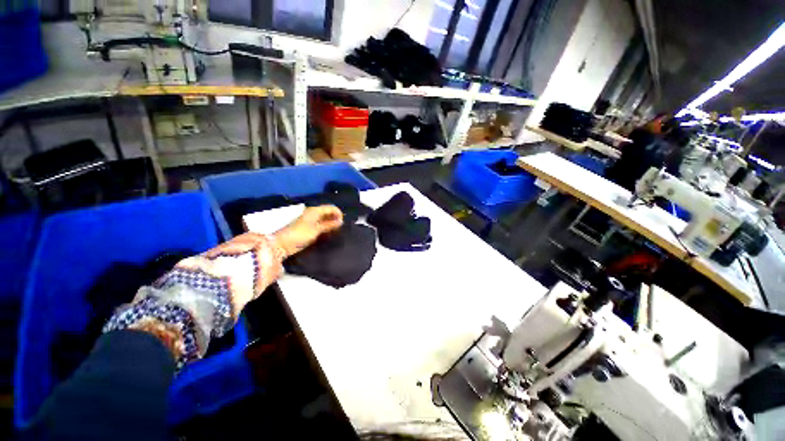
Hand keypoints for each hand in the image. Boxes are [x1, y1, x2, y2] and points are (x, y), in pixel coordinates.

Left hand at [274, 205, 342, 256]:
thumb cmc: (300, 234)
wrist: (283, 244)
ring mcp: (310, 220)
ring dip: (331, 222)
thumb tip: (340, 221)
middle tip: (341, 226)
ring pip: (324, 218)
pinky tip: (329, 232)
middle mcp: (313, 213)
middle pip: (327, 212)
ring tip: (337, 230)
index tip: (343, 223)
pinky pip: (320, 223)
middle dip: (335, 217)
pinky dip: (326, 226)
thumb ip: (329, 225)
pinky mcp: (308, 227)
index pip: (331, 208)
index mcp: (314, 210)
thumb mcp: (316, 230)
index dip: (338, 213)